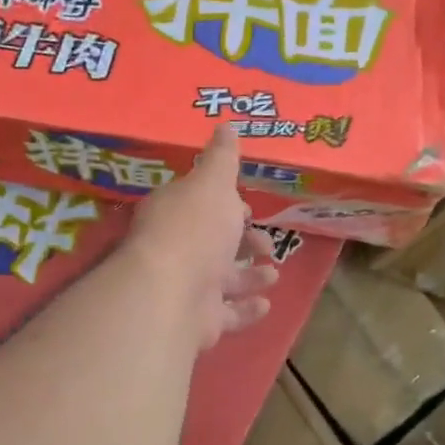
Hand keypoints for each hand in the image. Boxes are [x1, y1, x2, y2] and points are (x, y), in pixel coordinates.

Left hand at [124, 125, 276, 349]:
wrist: (172, 293)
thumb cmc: (195, 229)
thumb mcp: (213, 183)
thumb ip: (222, 157)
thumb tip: (226, 124)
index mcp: (175, 213)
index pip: (200, 206)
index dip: (224, 205)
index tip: (245, 206)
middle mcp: (177, 250)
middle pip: (213, 244)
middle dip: (242, 242)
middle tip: (265, 243)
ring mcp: (186, 288)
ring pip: (222, 280)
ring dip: (249, 276)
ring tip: (273, 273)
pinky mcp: (199, 321)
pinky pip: (227, 315)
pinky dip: (246, 309)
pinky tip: (265, 303)